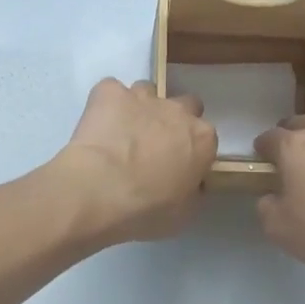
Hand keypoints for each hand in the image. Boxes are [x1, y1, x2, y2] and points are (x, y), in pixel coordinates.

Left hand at [54, 78, 216, 244]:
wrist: (99, 190)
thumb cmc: (146, 209)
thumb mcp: (182, 213)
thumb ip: (192, 191)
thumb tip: (190, 184)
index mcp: (202, 138)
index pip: (206, 136)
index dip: (192, 149)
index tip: (179, 164)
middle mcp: (177, 110)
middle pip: (185, 104)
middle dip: (173, 119)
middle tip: (154, 144)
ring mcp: (143, 96)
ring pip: (147, 91)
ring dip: (139, 108)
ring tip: (121, 132)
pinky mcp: (109, 92)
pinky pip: (110, 90)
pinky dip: (106, 103)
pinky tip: (98, 124)